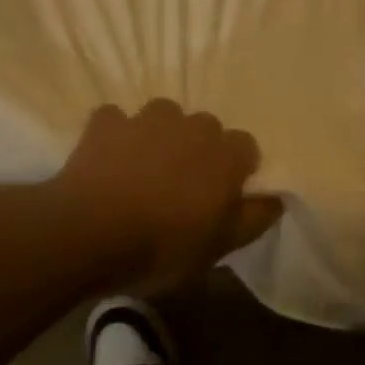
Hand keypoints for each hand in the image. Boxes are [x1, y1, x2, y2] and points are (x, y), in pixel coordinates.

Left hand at [53, 100, 282, 293]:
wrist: (88, 234)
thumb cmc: (162, 247)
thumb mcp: (219, 247)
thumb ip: (253, 219)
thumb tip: (276, 198)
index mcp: (224, 155)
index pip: (246, 146)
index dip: (236, 169)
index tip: (221, 195)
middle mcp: (191, 126)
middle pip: (205, 128)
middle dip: (198, 149)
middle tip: (181, 185)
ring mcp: (146, 119)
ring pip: (163, 117)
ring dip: (159, 136)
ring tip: (144, 168)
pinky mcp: (106, 122)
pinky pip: (117, 121)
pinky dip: (116, 136)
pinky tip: (108, 161)